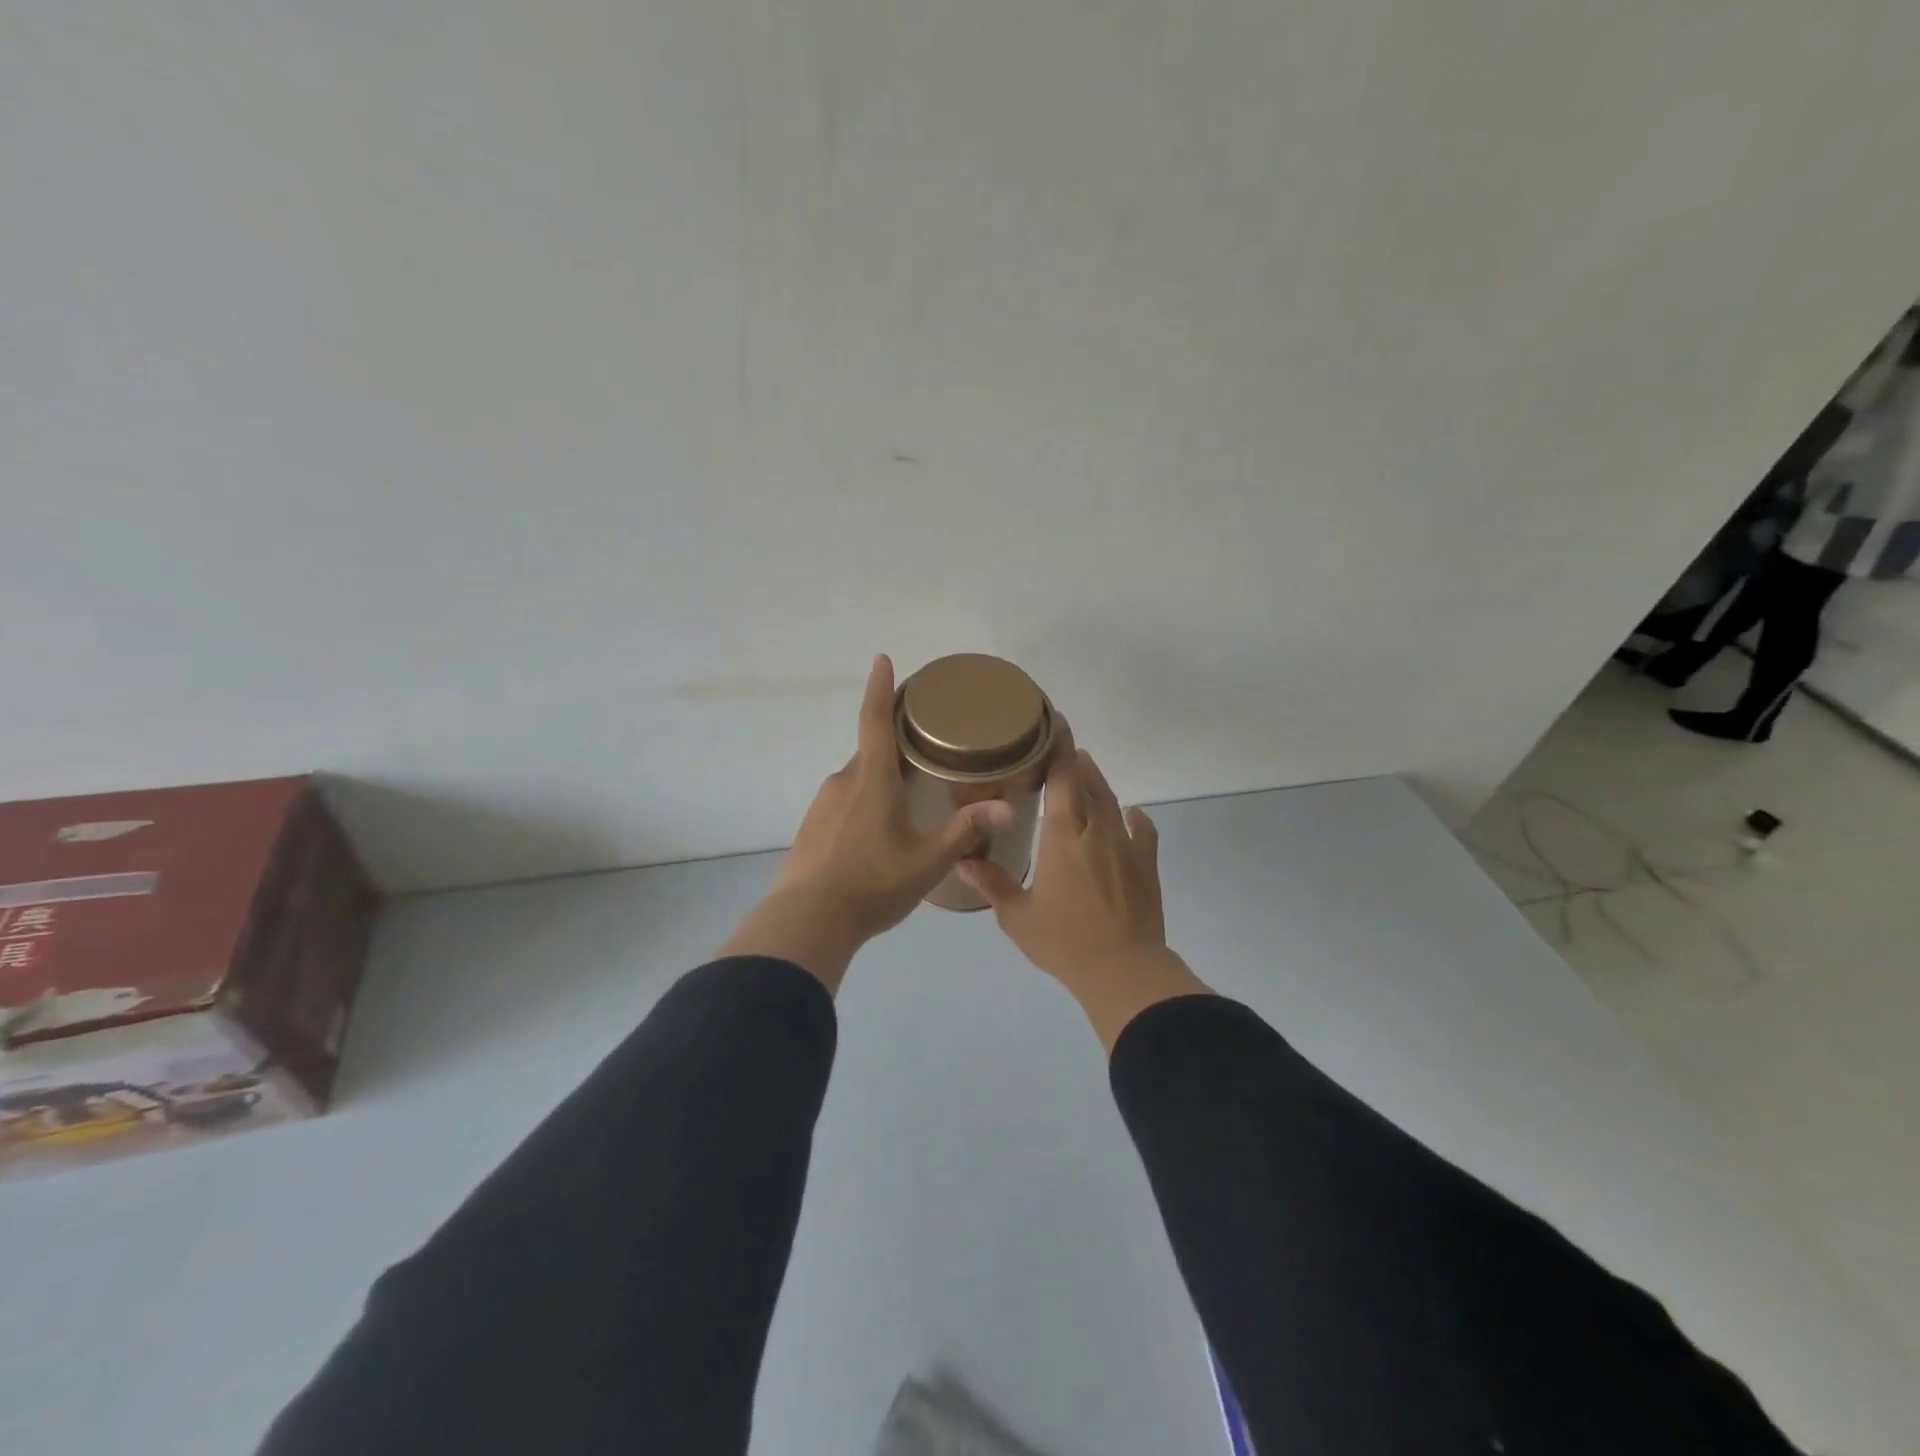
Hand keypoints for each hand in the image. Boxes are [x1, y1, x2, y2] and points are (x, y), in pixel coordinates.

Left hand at [716, 655, 1013, 991]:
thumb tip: (1007, 807)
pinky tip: (876, 835)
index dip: (880, 687)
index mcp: (872, 778)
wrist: (808, 920)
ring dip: (881, 780)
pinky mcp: (812, 826)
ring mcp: (823, 803)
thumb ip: (966, 830)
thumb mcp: (928, 860)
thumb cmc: (873, 883)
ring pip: (859, 779)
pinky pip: (844, 802)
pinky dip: (864, 805)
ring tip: (908, 802)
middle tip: (925, 753)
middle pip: (872, 750)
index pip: (875, 719)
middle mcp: (844, 781)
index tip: (882, 659)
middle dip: (896, 746)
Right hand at [960, 748, 1208, 1048]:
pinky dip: (1134, 818)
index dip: (1059, 747)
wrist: (1123, 969)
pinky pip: (1143, 830)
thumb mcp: (1017, 916)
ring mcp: (1126, 845)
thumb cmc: (1064, 941)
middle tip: (1061, 750)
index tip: (1055, 722)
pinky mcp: (1146, 864)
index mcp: (1063, 835)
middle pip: (1088, 782)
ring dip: (1098, 784)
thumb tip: (962, 861)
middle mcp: (1096, 830)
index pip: (1062, 777)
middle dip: (1074, 761)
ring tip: (1085, 772)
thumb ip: (992, 884)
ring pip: (1112, 802)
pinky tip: (1129, 817)